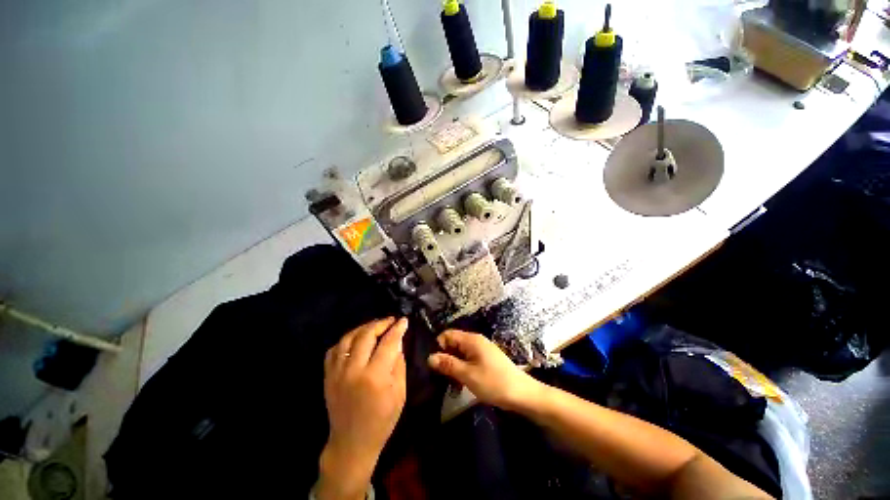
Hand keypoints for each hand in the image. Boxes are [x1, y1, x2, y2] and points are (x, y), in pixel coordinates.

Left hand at [317, 317, 407, 499]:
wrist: (351, 443)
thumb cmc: (382, 420)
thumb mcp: (400, 393)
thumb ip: (399, 364)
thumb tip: (398, 342)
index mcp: (375, 377)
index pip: (388, 343)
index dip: (397, 329)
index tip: (404, 320)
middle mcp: (353, 370)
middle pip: (366, 335)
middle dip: (381, 323)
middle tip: (391, 320)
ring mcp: (337, 372)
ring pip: (348, 338)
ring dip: (363, 328)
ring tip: (375, 326)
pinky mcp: (327, 376)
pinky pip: (334, 349)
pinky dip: (346, 340)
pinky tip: (356, 339)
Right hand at [428, 330, 544, 411]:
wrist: (522, 394)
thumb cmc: (493, 382)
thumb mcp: (468, 375)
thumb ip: (448, 364)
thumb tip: (430, 357)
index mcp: (471, 340)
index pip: (447, 334)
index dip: (439, 347)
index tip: (436, 365)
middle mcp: (476, 341)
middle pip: (454, 343)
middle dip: (446, 357)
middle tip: (442, 377)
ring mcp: (482, 350)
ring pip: (461, 353)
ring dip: (454, 365)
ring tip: (451, 383)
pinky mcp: (487, 359)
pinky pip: (469, 359)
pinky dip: (463, 369)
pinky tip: (462, 383)